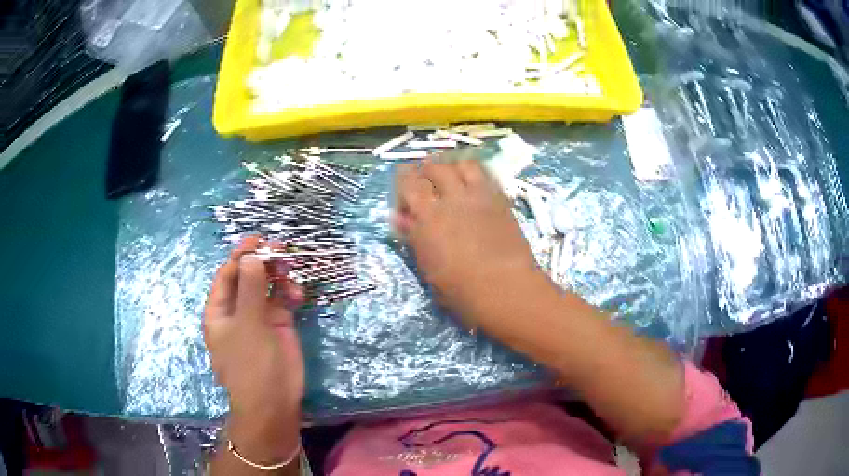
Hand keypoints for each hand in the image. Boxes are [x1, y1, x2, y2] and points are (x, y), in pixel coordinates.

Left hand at [204, 236, 303, 459]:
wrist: (273, 401)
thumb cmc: (251, 364)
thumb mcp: (248, 324)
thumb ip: (250, 288)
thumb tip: (251, 255)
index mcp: (219, 310)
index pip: (227, 274)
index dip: (241, 255)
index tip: (258, 240)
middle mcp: (237, 310)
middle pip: (247, 276)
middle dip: (261, 261)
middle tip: (279, 248)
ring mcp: (258, 317)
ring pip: (266, 286)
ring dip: (277, 274)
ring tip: (290, 268)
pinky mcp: (278, 325)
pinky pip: (282, 300)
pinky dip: (289, 292)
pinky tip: (297, 294)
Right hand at [394, 158, 546, 327]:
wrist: (506, 288)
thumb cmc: (461, 290)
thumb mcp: (428, 268)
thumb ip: (413, 238)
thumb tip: (400, 218)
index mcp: (428, 217)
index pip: (408, 183)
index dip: (403, 180)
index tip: (404, 191)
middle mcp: (452, 199)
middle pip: (434, 167)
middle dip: (425, 170)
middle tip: (424, 179)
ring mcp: (479, 196)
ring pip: (462, 164)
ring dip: (452, 165)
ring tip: (450, 174)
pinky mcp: (500, 199)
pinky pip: (486, 174)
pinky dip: (475, 172)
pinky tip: (473, 181)